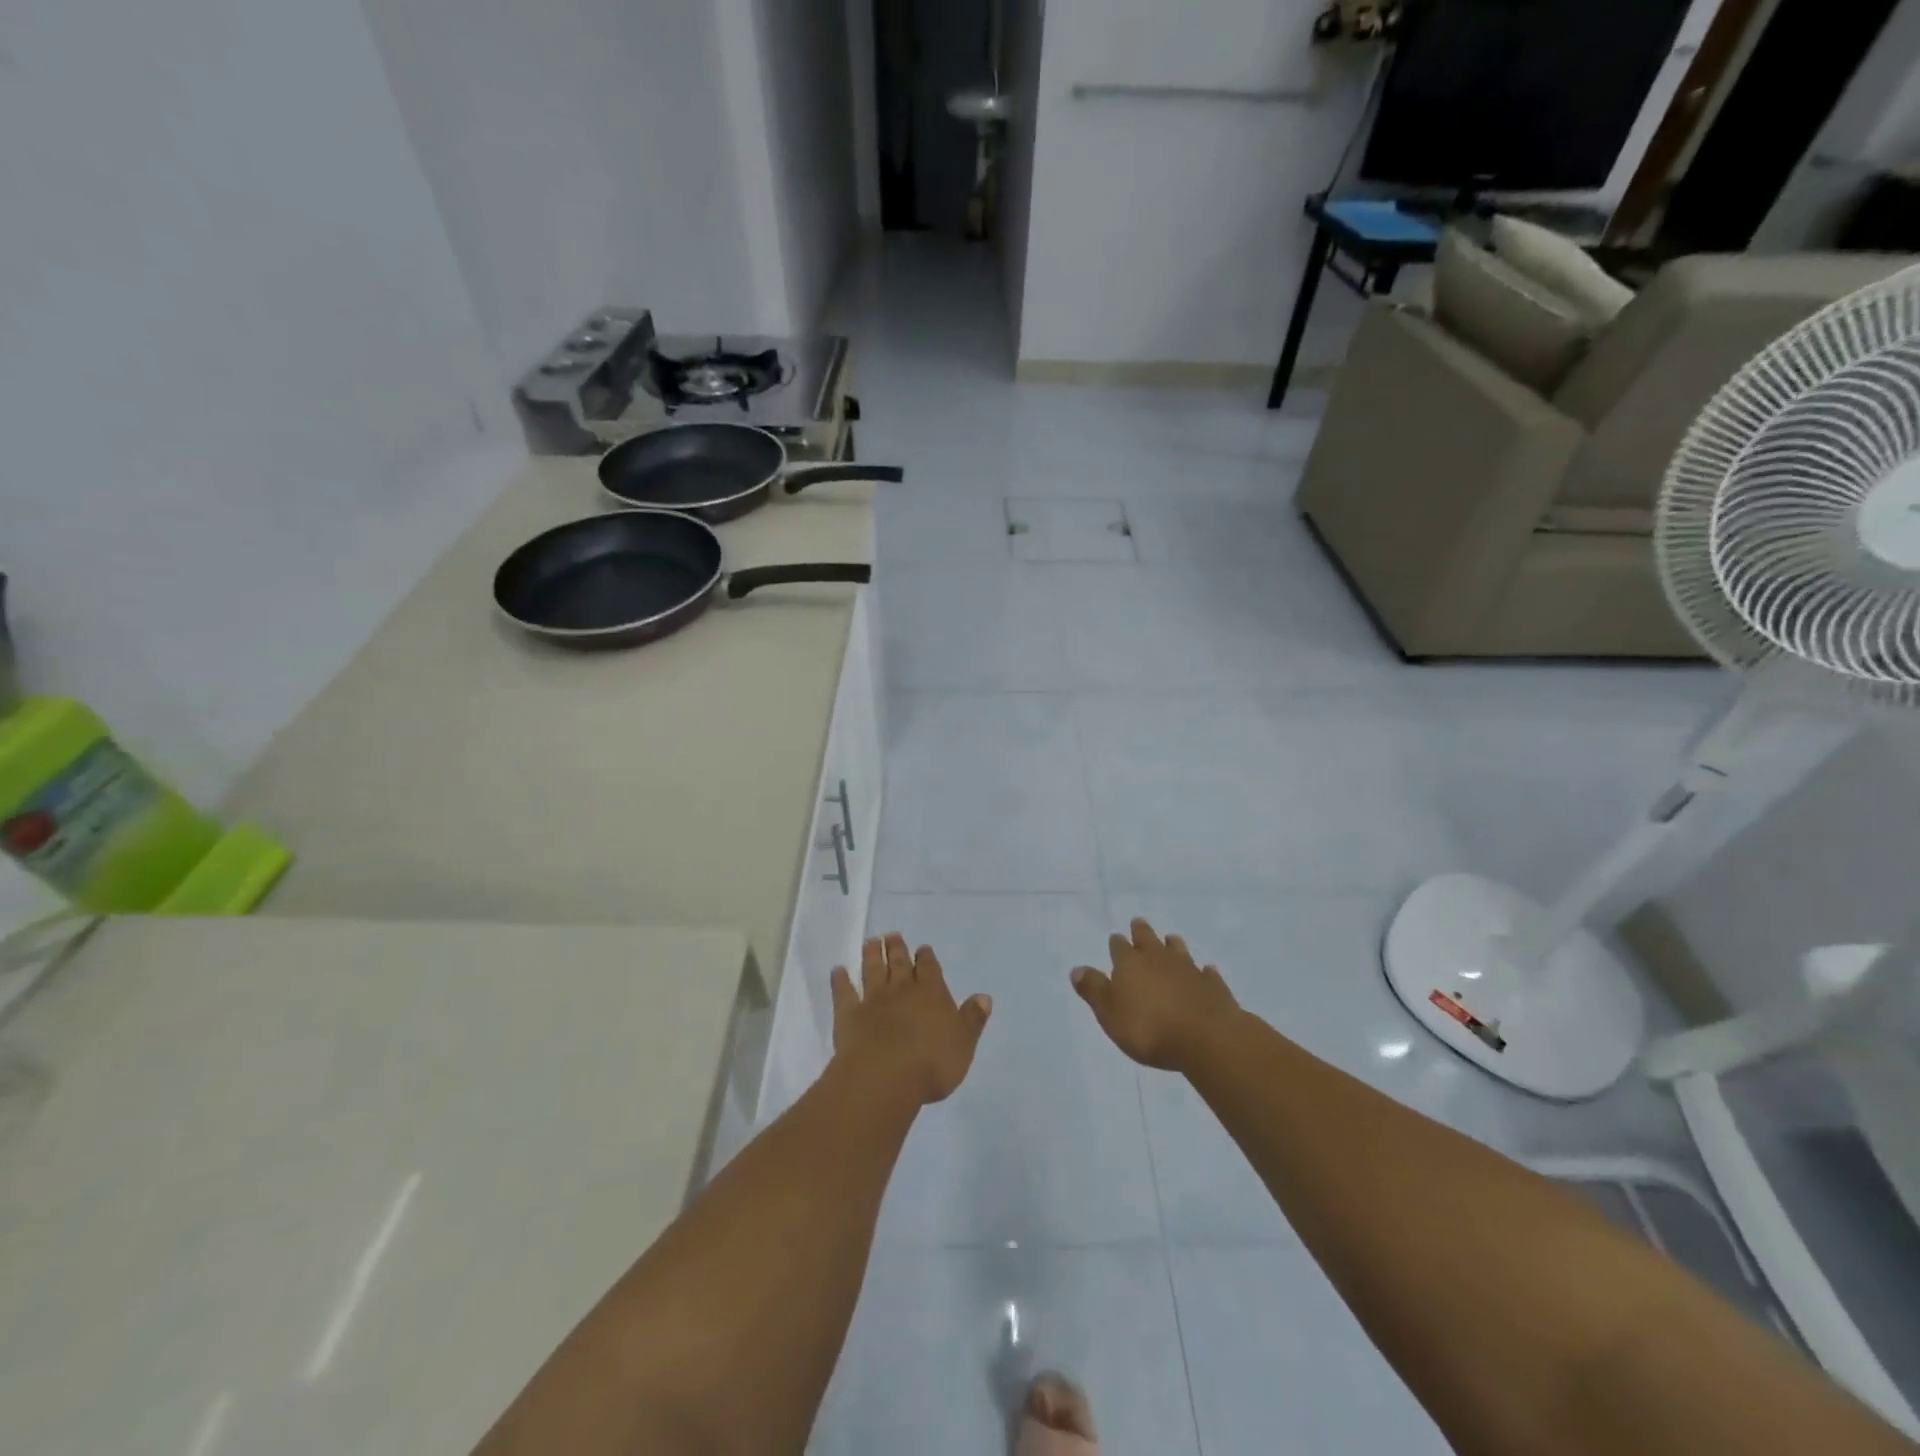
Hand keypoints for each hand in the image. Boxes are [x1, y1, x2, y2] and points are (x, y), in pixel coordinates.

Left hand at [831, 934, 991, 1104]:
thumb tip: (984, 996)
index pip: (930, 969)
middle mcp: (902, 990)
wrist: (885, 1077)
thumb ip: (972, 1019)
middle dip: (897, 949)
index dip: (927, 958)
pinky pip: (843, 992)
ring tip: (870, 941)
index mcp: (932, 994)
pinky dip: (840, 980)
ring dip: (872, 955)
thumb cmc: (932, 1063)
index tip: (922, 948)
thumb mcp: (963, 1043)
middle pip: (900, 964)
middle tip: (892, 935)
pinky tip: (837, 970)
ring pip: (873, 971)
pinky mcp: (849, 1014)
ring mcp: (873, 1000)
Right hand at [1072, 918, 1240, 1071]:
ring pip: (1177, 950)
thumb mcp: (1110, 1014)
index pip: (1119, 947)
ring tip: (1171, 939)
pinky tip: (1205, 971)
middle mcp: (1158, 959)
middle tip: (1138, 923)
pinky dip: (1203, 971)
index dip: (1117, 944)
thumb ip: (1094, 990)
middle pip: (1148, 939)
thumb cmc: (1148, 1029)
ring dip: (1172, 945)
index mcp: (1130, 964)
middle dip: (1141, 931)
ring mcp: (1188, 969)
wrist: (1205, 1038)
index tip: (1116, 938)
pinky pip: (1205, 973)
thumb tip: (1077, 968)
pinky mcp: (1212, 985)